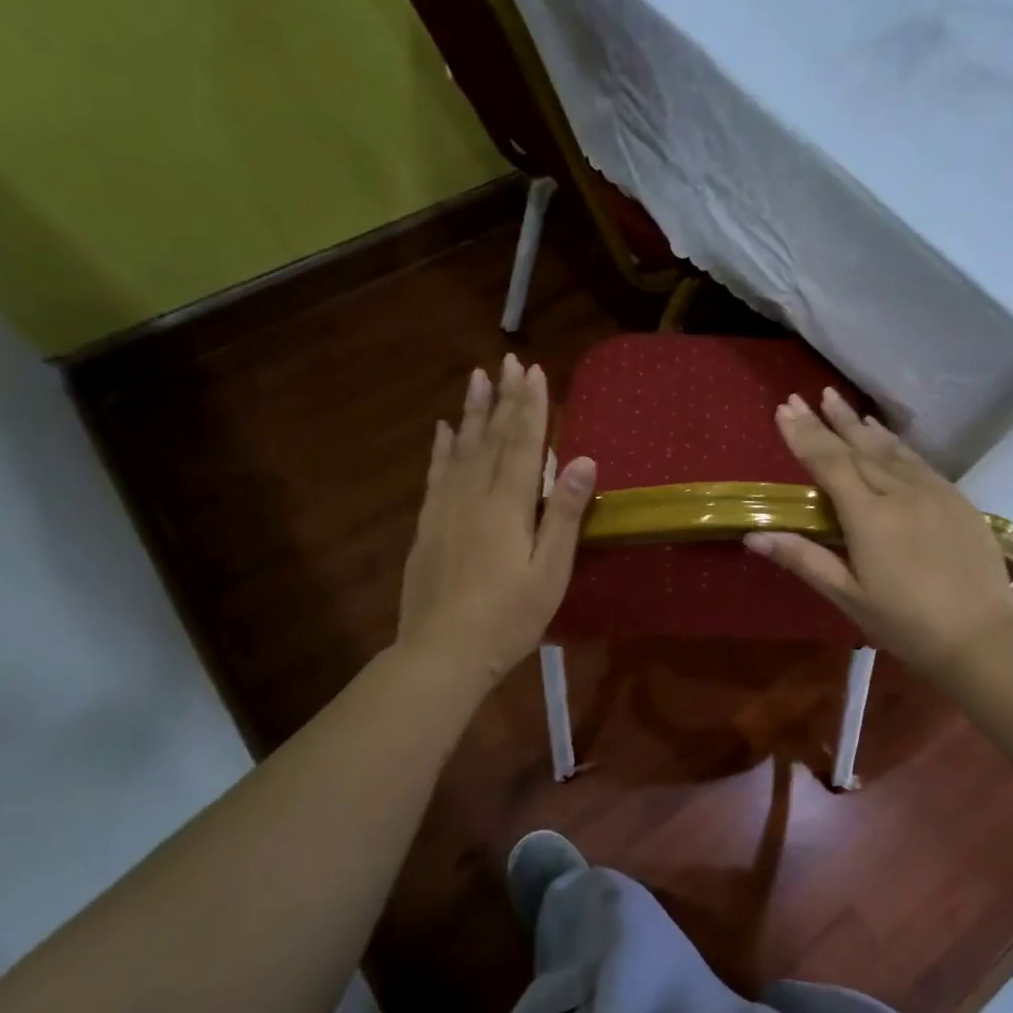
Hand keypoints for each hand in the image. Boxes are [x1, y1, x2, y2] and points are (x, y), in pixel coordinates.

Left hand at [397, 354, 594, 683]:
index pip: (524, 443)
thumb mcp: (550, 571)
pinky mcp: (427, 525)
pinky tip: (442, 430)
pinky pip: (435, 474)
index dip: (531, 406)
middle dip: (503, 397)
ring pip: (460, 448)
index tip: (534, 371)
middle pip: (492, 437)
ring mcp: (445, 508)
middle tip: (508, 360)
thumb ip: (566, 514)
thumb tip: (585, 460)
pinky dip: (440, 448)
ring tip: (476, 378)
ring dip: (471, 411)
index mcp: (509, 505)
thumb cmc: (509, 617)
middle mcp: (474, 494)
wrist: (442, 651)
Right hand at [743, 389, 1012, 679]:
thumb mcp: (848, 597)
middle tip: (804, 396)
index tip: (784, 409)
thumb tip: (754, 534)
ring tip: (839, 401)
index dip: (804, 435)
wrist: (983, 635)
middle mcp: (900, 492)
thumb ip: (804, 559)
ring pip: (890, 449)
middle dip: (828, 421)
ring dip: (860, 424)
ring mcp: (933, 492)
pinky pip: (918, 460)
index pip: (829, 463)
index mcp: (869, 516)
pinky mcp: (957, 499)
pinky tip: (887, 437)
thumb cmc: (907, 624)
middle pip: (858, 448)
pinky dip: (895, 443)